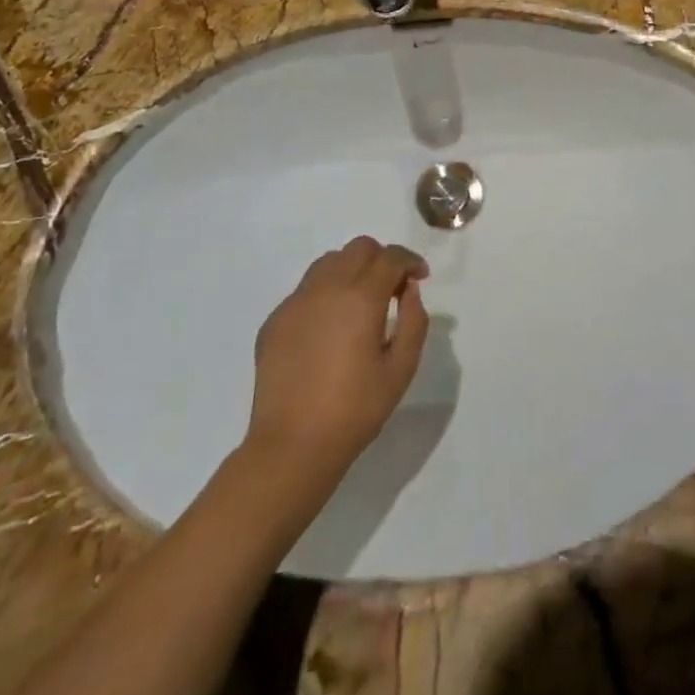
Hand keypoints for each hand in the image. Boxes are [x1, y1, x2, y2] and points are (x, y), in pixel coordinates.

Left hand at [246, 237, 429, 484]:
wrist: (292, 445)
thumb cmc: (356, 409)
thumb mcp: (401, 368)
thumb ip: (414, 321)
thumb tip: (409, 291)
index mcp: (361, 297)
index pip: (390, 257)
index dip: (410, 262)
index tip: (420, 278)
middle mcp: (326, 288)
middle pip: (359, 248)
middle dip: (381, 260)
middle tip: (392, 290)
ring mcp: (295, 302)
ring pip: (328, 262)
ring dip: (351, 270)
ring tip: (360, 303)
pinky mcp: (275, 320)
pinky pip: (306, 290)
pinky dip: (325, 293)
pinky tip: (330, 328)